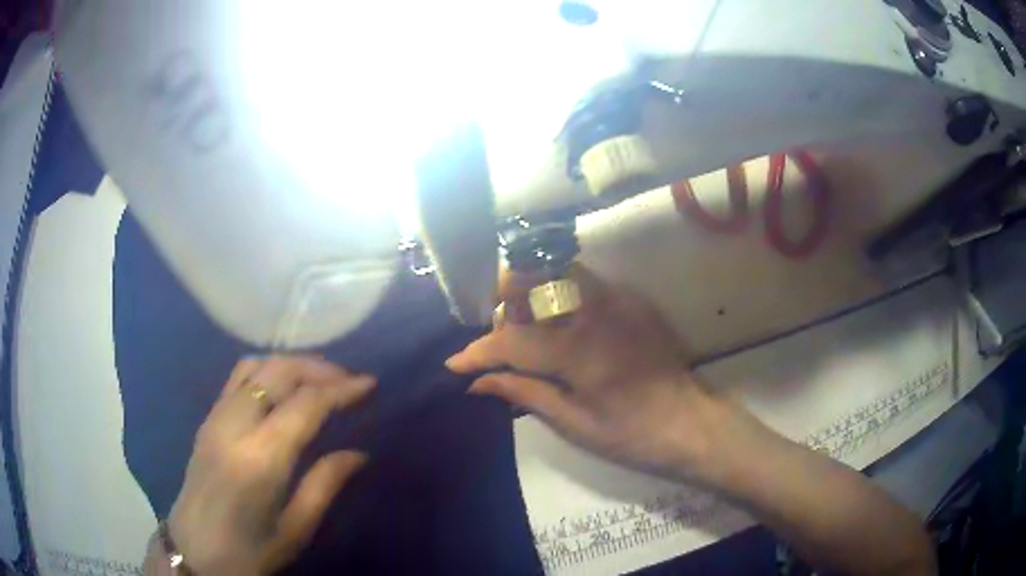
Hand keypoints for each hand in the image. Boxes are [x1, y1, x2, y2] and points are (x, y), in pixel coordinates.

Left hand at [166, 356, 374, 574]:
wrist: (194, 551)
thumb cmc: (249, 551)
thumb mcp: (295, 529)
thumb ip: (325, 484)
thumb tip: (358, 454)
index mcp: (260, 458)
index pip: (305, 404)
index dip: (340, 389)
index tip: (369, 384)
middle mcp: (234, 425)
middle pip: (278, 371)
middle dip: (319, 368)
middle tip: (349, 380)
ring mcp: (216, 417)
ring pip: (255, 365)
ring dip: (292, 364)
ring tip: (320, 378)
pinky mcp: (207, 418)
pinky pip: (238, 376)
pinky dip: (268, 369)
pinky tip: (283, 386)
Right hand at [446, 265, 736, 482]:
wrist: (690, 422)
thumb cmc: (631, 433)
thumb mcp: (574, 423)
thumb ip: (524, 392)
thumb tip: (478, 381)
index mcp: (578, 350)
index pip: (511, 339)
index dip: (479, 350)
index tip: (455, 362)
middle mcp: (596, 310)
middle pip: (533, 276)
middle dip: (504, 300)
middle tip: (499, 335)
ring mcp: (618, 298)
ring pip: (556, 272)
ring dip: (531, 292)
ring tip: (527, 328)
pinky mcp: (633, 298)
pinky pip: (583, 283)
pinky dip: (560, 296)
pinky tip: (561, 326)